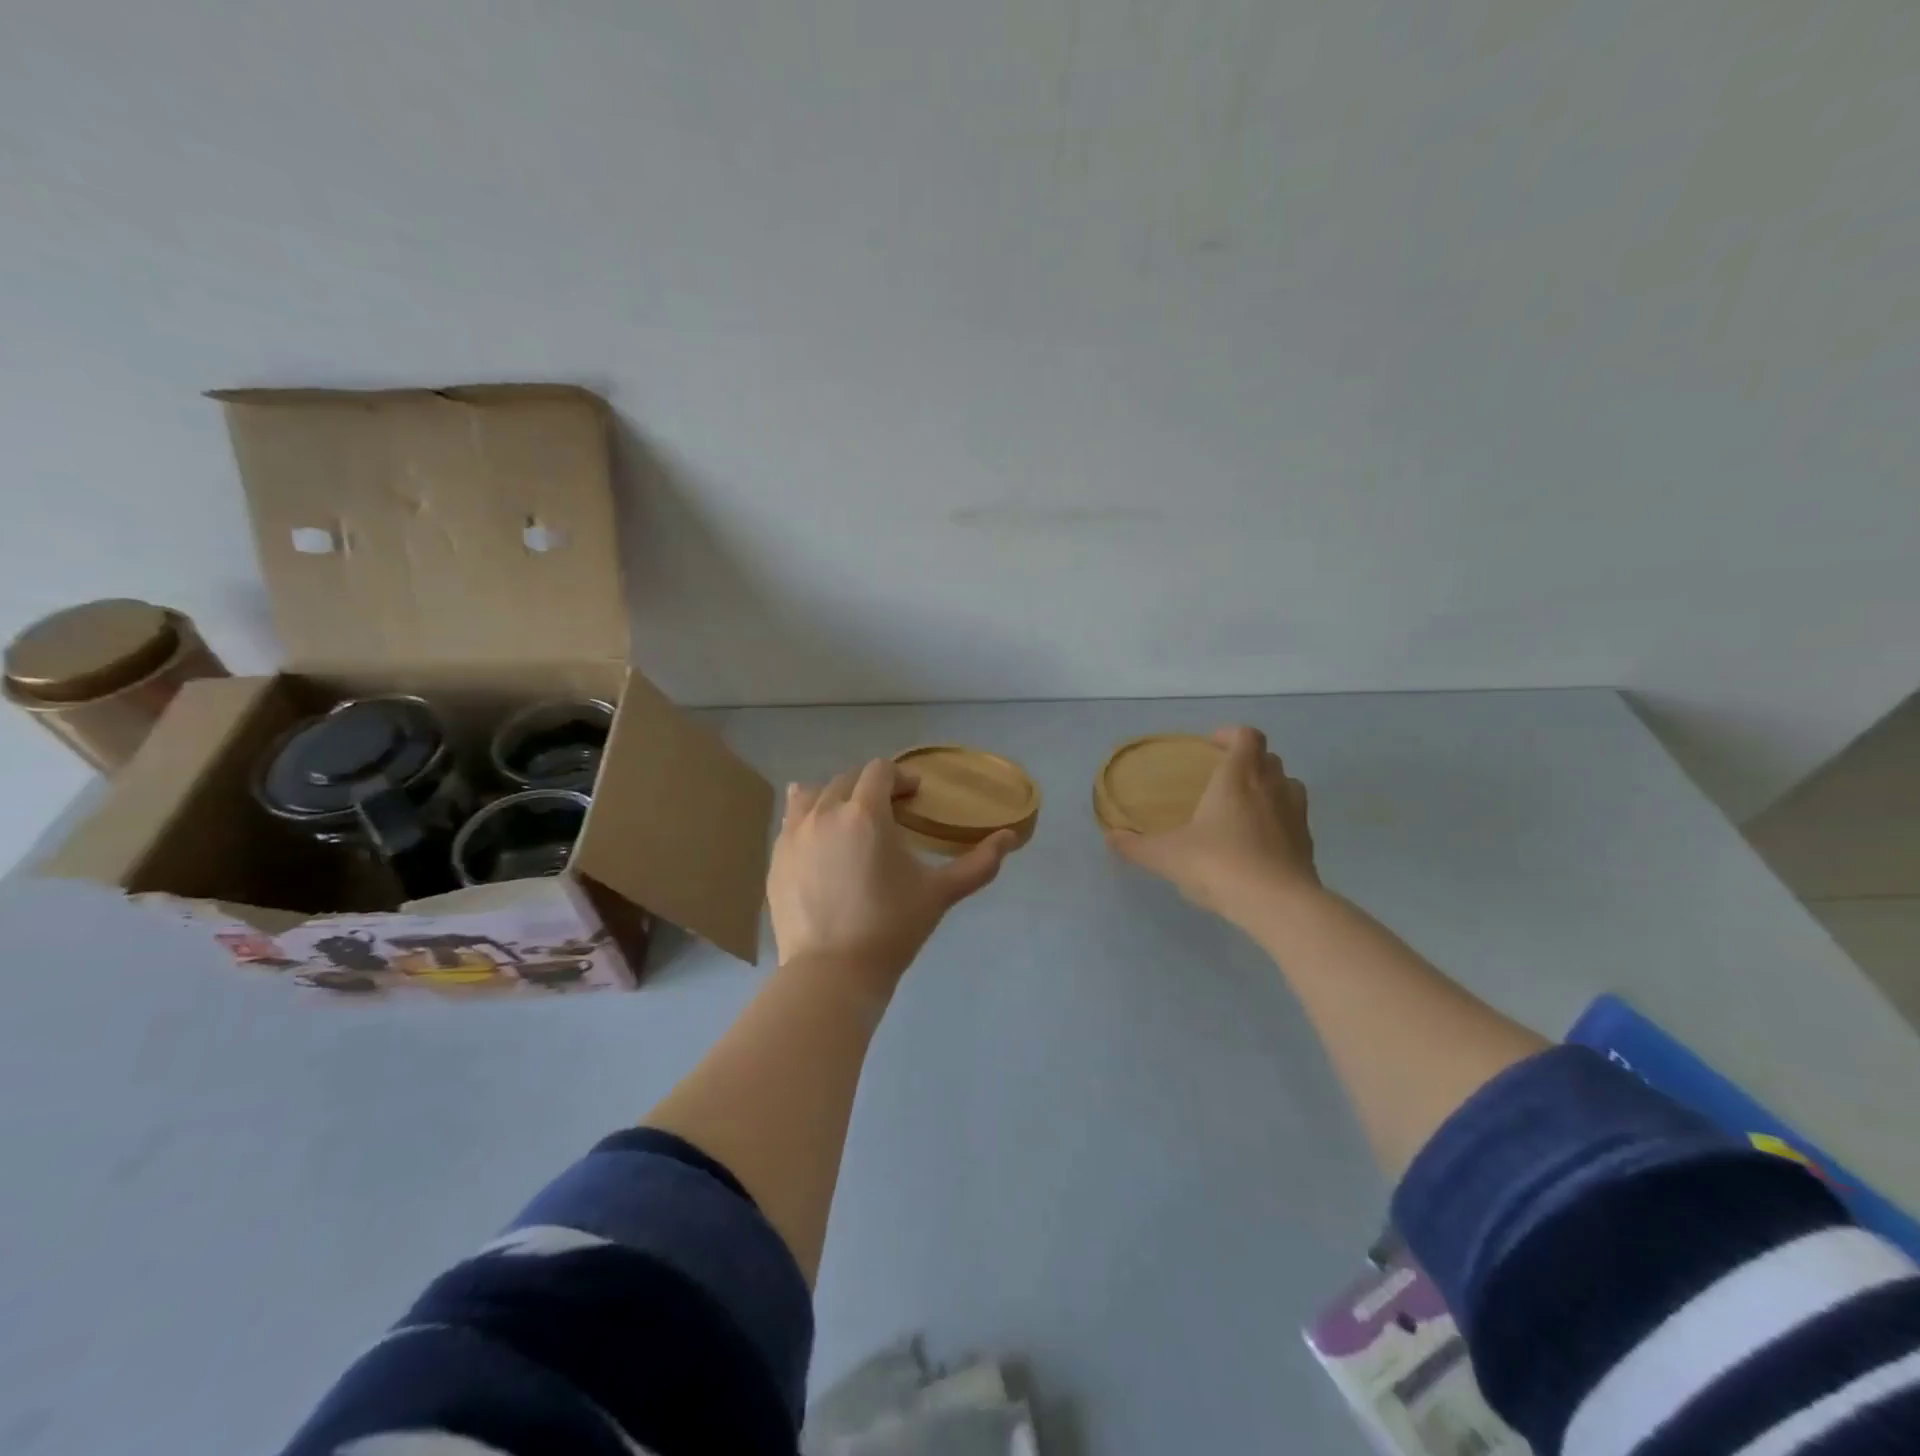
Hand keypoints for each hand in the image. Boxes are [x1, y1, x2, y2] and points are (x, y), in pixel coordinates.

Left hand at [769, 759, 1015, 984]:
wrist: (832, 973)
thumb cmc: (891, 928)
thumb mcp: (940, 893)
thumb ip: (979, 863)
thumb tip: (1010, 837)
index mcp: (864, 813)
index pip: (879, 771)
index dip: (901, 778)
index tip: (914, 798)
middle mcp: (824, 812)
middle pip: (847, 779)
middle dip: (871, 787)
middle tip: (890, 812)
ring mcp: (794, 834)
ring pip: (813, 794)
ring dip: (836, 796)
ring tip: (850, 820)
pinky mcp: (776, 857)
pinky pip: (791, 820)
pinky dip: (809, 818)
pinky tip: (821, 841)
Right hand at [1107, 725, 1318, 922]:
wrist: (1276, 903)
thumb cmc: (1218, 864)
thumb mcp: (1166, 856)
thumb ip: (1137, 846)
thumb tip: (1110, 838)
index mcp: (1238, 777)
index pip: (1247, 737)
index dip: (1231, 735)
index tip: (1212, 744)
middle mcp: (1272, 787)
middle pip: (1269, 759)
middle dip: (1249, 761)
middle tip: (1224, 777)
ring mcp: (1295, 815)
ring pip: (1289, 786)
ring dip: (1270, 787)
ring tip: (1246, 806)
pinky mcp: (1307, 843)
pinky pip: (1295, 819)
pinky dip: (1279, 821)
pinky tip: (1259, 843)